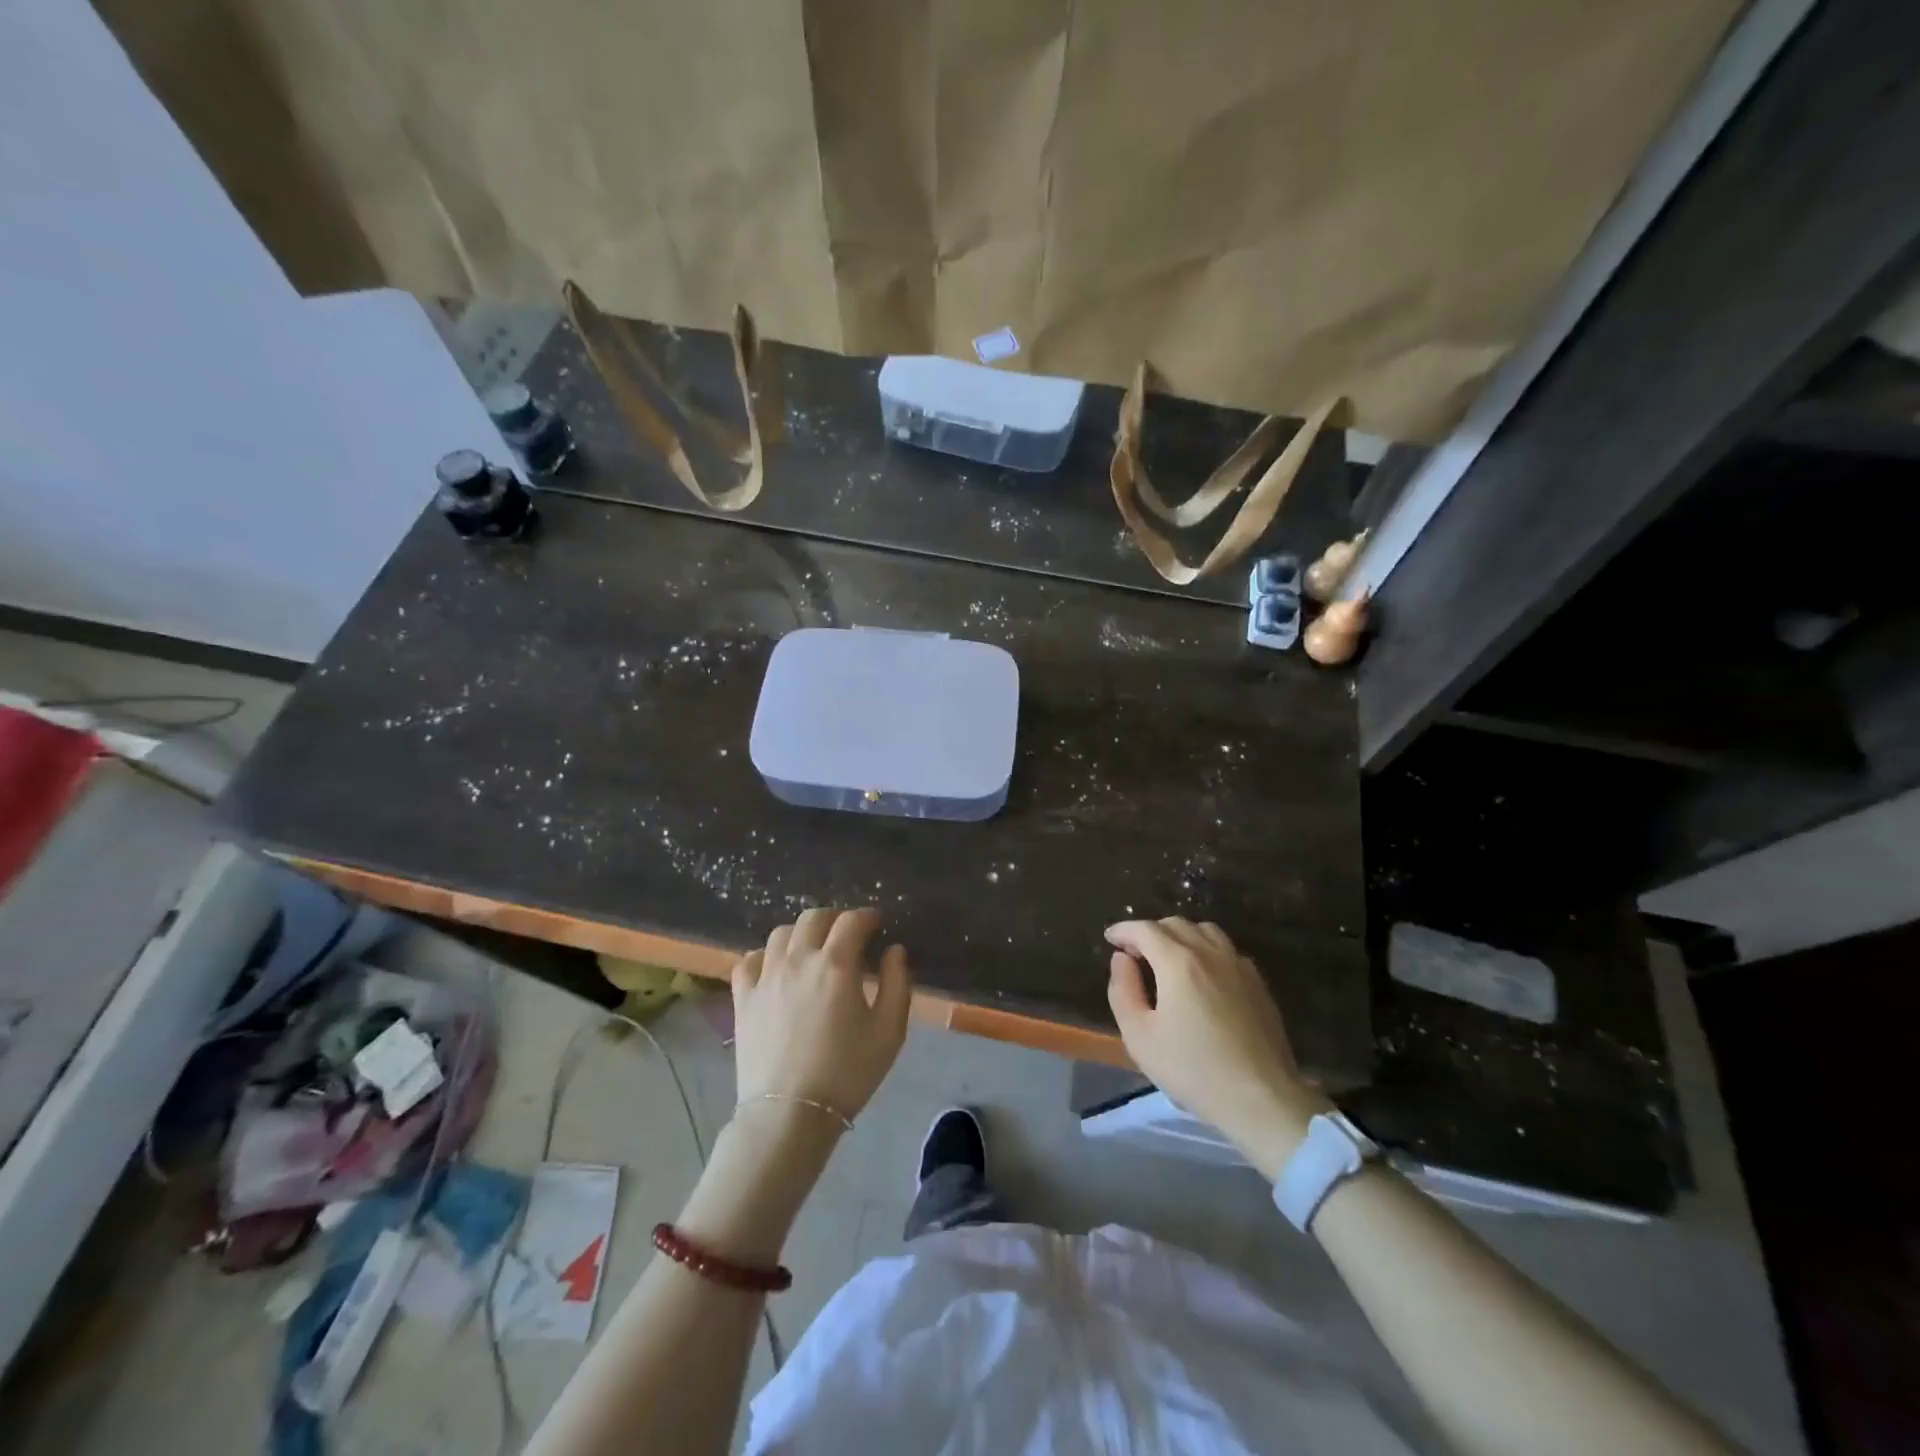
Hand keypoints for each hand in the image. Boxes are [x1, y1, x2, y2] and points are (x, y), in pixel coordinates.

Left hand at [731, 907, 911, 1130]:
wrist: (790, 1115)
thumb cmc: (847, 1073)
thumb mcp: (889, 1031)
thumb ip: (897, 983)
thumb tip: (894, 950)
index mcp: (835, 964)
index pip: (852, 921)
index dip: (867, 917)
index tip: (876, 924)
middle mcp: (798, 960)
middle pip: (814, 918)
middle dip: (835, 918)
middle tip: (847, 934)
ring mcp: (766, 977)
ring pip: (781, 933)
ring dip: (801, 933)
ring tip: (812, 948)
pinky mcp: (743, 998)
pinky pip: (749, 960)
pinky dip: (765, 956)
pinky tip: (776, 968)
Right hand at [1106, 918, 1331, 1177]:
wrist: (1260, 1099)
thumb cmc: (1192, 1070)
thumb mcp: (1139, 1036)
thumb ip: (1123, 990)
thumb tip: (1122, 959)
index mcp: (1178, 962)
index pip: (1145, 930)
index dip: (1123, 930)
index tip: (1110, 938)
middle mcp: (1210, 953)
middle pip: (1175, 924)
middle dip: (1150, 932)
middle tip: (1135, 953)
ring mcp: (1239, 966)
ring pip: (1205, 931)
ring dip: (1180, 935)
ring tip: (1168, 958)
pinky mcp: (1258, 983)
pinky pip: (1226, 950)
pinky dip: (1206, 949)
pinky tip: (1202, 975)